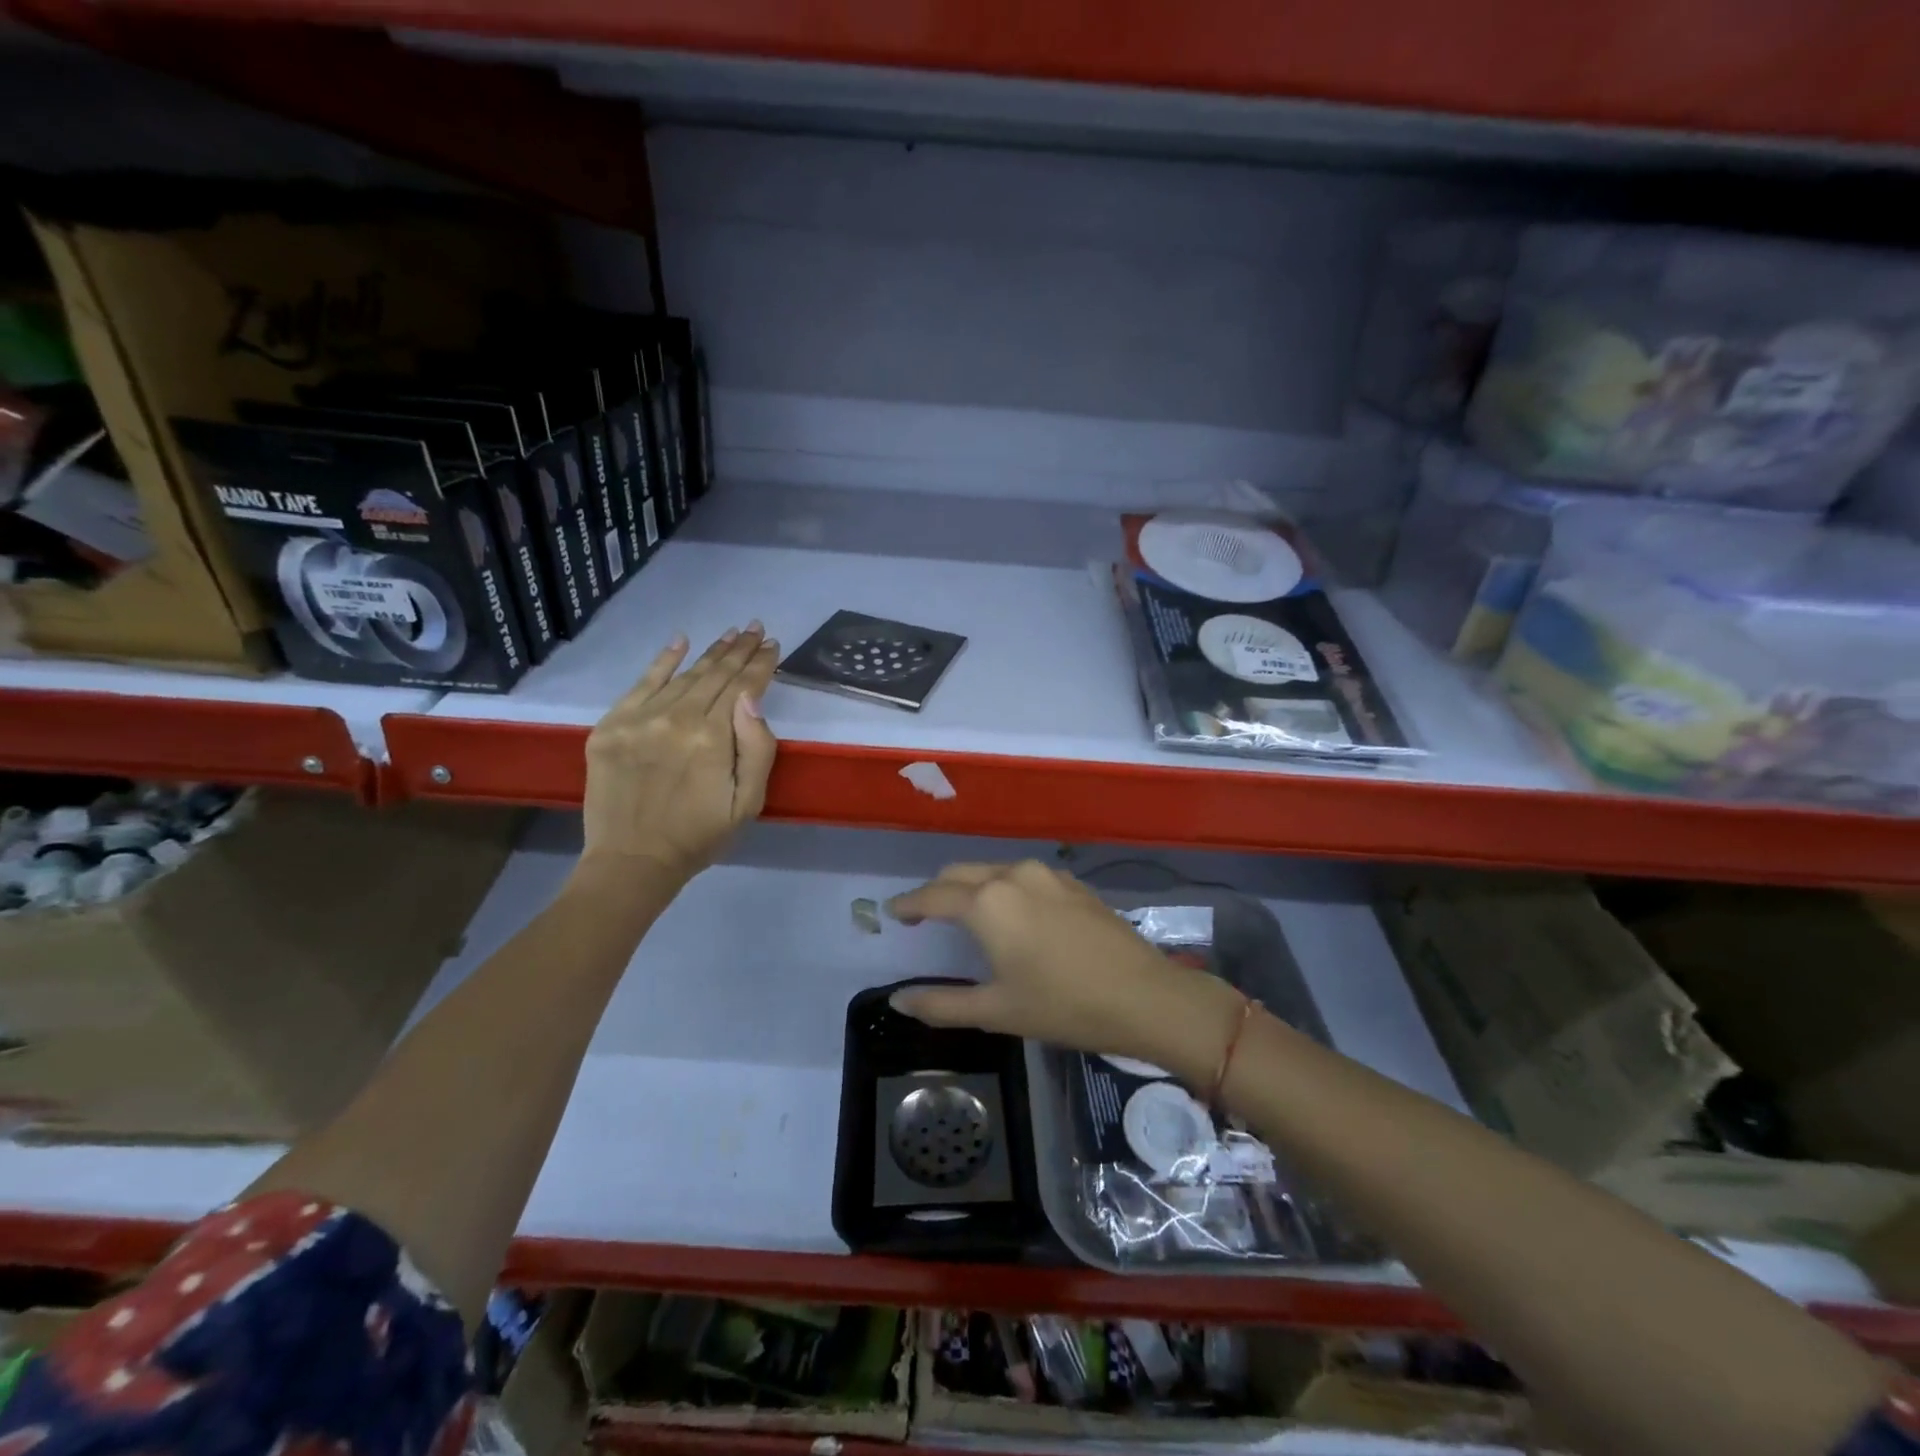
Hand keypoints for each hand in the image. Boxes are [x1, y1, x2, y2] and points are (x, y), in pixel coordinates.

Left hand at [578, 623, 779, 882]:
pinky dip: (663, 660)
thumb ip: (758, 749)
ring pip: (684, 675)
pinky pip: (641, 683)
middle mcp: (677, 718)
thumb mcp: (748, 803)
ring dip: (711, 652)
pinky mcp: (611, 725)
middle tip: (755, 628)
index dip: (761, 664)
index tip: (772, 644)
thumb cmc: (700, 836)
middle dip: (740, 650)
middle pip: (715, 674)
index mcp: (713, 738)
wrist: (632, 861)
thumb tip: (751, 698)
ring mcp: (640, 719)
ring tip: (731, 634)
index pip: (743, 687)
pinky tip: (681, 641)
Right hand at [886, 860, 1244, 1086]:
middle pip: (960, 873)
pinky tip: (1013, 913)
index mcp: (987, 903)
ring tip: (967, 913)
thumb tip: (899, 1000)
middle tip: (925, 915)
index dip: (910, 904)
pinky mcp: (1072, 882)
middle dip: (937, 890)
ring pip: (993, 870)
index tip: (894, 912)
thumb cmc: (1064, 1005)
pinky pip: (1023, 876)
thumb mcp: (997, 1010)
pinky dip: (1004, 888)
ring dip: (972, 886)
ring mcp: (1047, 874)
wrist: (1145, 995)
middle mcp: (1013, 876)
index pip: (933, 896)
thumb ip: (941, 1003)